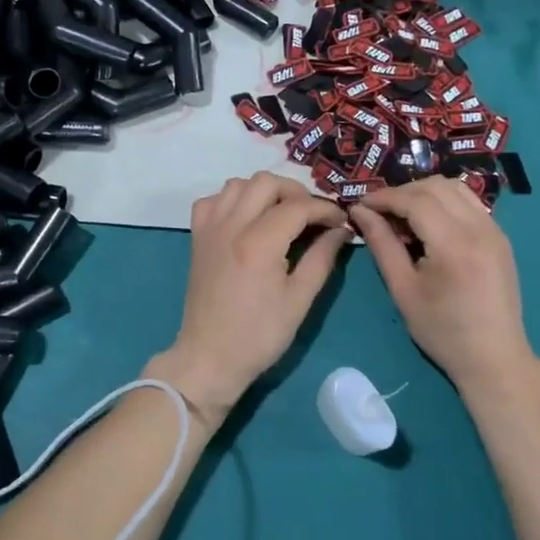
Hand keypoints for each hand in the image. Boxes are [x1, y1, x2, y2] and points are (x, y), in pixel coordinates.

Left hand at [150, 173, 351, 424]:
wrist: (210, 357)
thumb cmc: (259, 335)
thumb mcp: (300, 300)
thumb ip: (322, 258)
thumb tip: (340, 231)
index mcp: (259, 242)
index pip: (299, 206)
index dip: (326, 209)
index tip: (342, 221)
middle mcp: (232, 225)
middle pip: (266, 182)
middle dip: (296, 192)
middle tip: (312, 216)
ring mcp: (210, 228)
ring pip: (238, 184)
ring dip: (264, 191)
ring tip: (281, 214)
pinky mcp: (197, 237)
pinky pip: (214, 200)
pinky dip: (233, 200)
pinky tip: (247, 220)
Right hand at [350, 178, 534, 394]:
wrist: (493, 358)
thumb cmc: (442, 331)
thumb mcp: (403, 290)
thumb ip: (382, 245)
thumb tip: (360, 212)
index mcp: (454, 245)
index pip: (415, 200)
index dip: (384, 197)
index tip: (360, 205)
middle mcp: (479, 228)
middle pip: (436, 186)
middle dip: (402, 191)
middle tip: (378, 211)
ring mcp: (495, 230)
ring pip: (455, 188)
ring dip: (424, 192)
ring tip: (402, 215)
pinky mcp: (500, 237)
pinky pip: (469, 203)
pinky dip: (444, 201)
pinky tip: (429, 224)